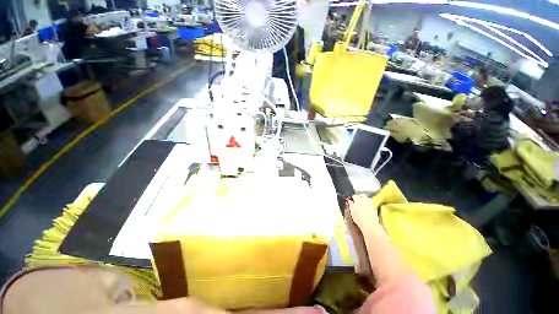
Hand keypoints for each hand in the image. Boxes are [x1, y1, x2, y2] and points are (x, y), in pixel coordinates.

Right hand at [347, 194, 380, 230]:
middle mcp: (365, 200)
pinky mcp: (375, 209)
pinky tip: (366, 210)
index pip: (354, 195)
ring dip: (364, 201)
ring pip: (367, 199)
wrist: (370, 225)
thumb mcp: (351, 211)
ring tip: (361, 206)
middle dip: (359, 197)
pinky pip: (370, 205)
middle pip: (362, 195)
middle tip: (356, 201)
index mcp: (358, 199)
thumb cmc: (360, 218)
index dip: (352, 198)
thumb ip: (350, 204)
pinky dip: (368, 206)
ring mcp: (371, 204)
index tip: (351, 201)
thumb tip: (349, 201)